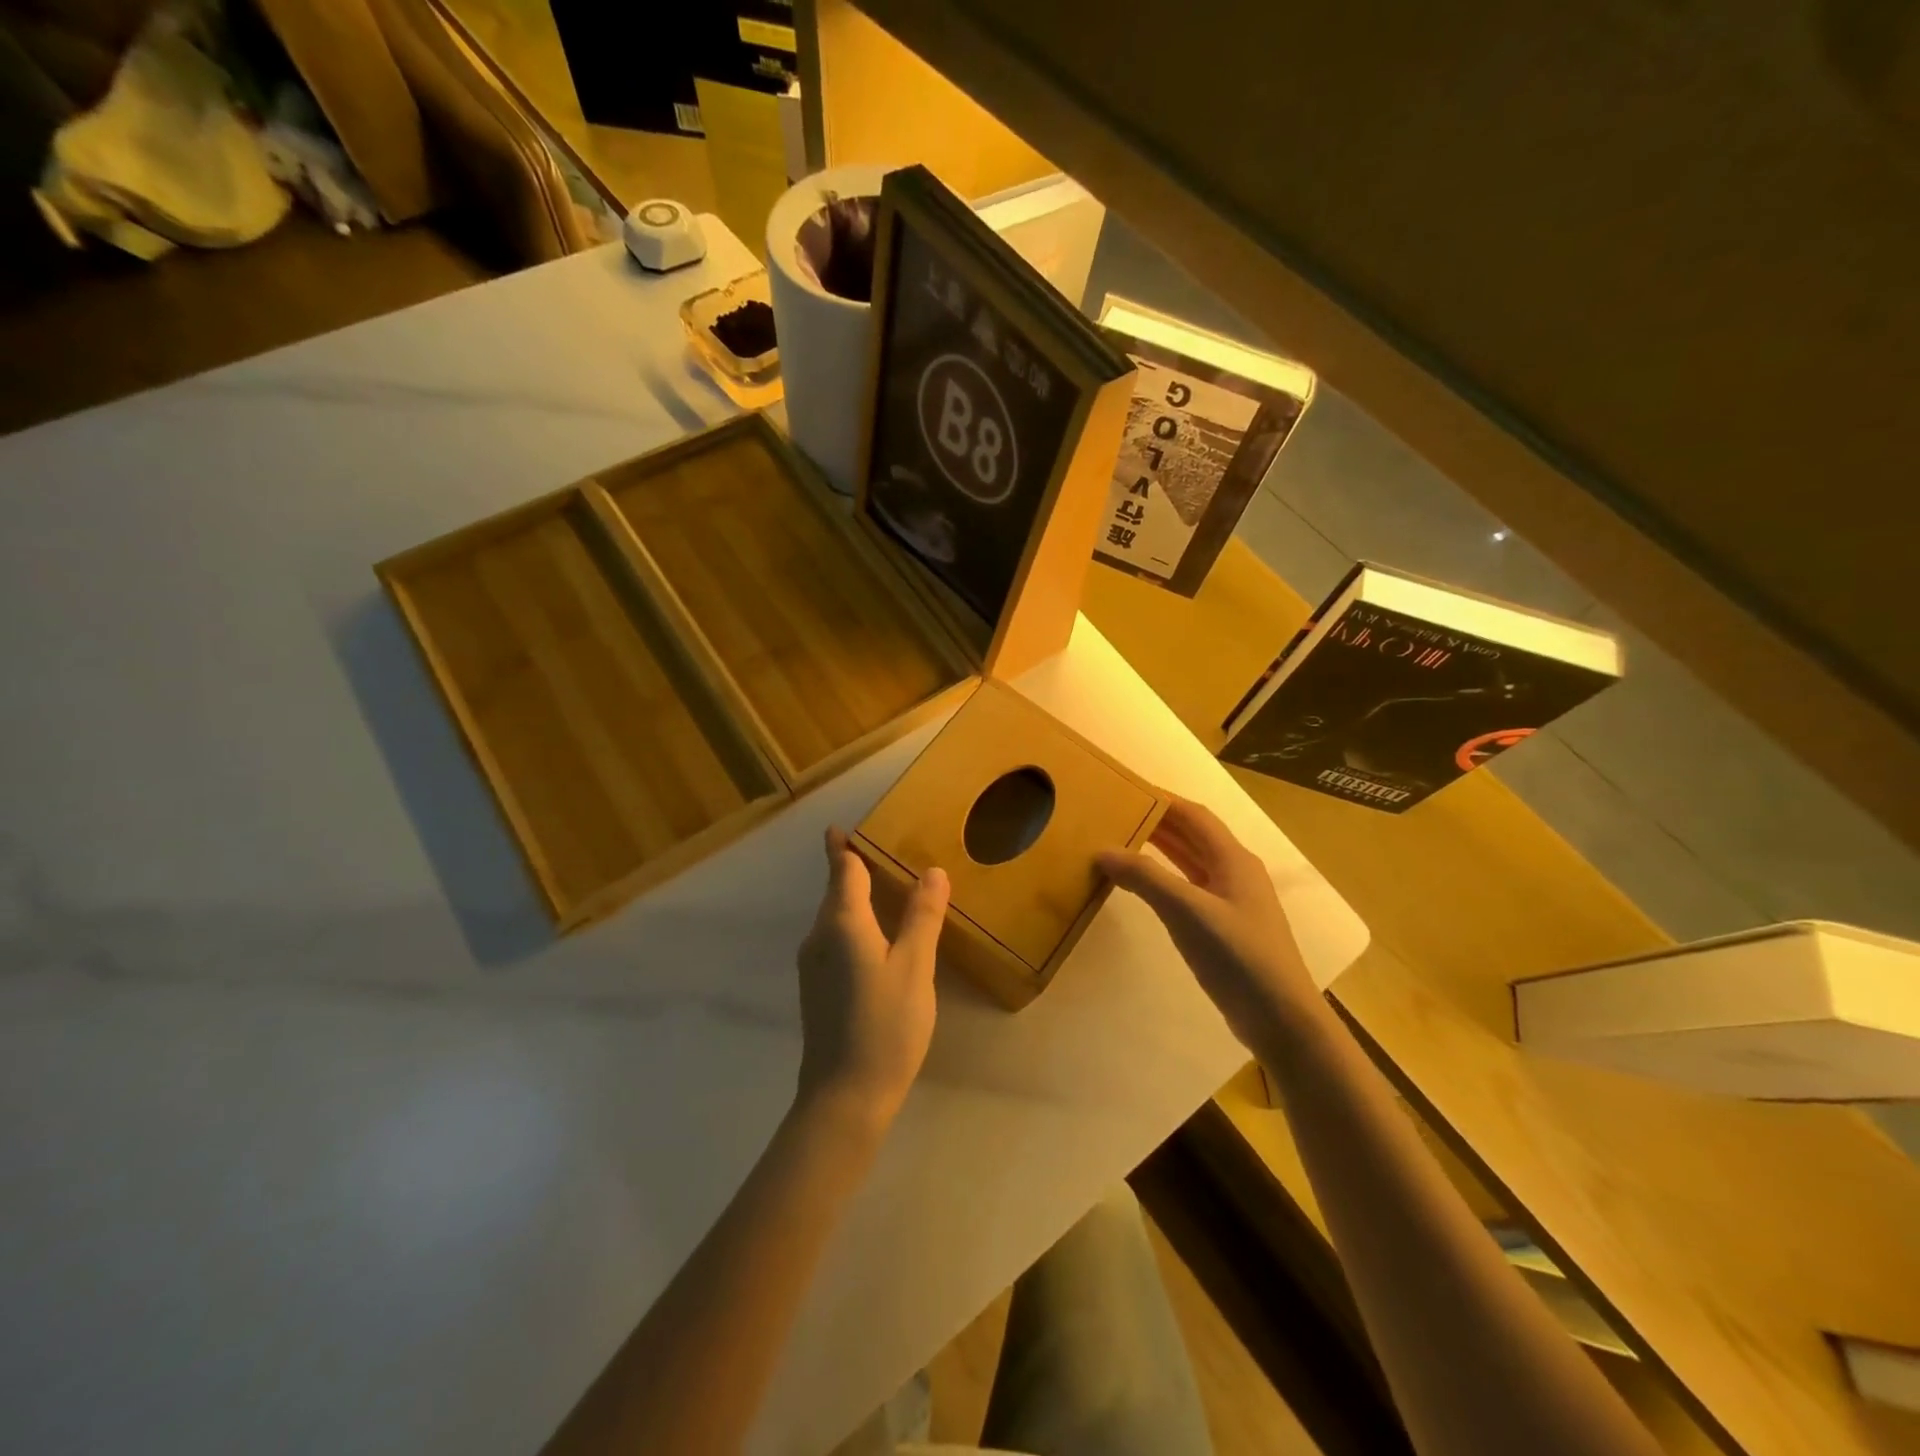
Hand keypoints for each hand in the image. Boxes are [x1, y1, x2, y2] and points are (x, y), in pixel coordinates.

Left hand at [795, 827, 950, 1125]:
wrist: (843, 1098)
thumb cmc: (885, 1026)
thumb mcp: (914, 968)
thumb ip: (922, 917)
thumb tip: (931, 871)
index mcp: (842, 923)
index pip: (842, 870)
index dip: (842, 847)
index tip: (840, 827)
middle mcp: (819, 937)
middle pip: (835, 891)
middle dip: (850, 868)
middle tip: (878, 850)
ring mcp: (812, 965)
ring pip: (834, 918)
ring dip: (852, 897)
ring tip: (882, 887)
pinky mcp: (815, 988)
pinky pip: (834, 939)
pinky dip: (852, 924)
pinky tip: (874, 937)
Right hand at [1098, 797, 1318, 1048]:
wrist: (1280, 1018)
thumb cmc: (1238, 955)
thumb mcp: (1187, 911)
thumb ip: (1145, 878)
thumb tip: (1102, 851)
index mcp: (1233, 859)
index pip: (1194, 815)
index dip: (1163, 799)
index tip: (1127, 789)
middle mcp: (1235, 873)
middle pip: (1193, 836)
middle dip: (1158, 822)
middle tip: (1116, 813)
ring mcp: (1232, 902)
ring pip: (1191, 863)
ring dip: (1160, 850)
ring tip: (1121, 841)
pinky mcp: (1225, 928)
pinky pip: (1189, 889)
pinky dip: (1165, 880)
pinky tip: (1144, 886)